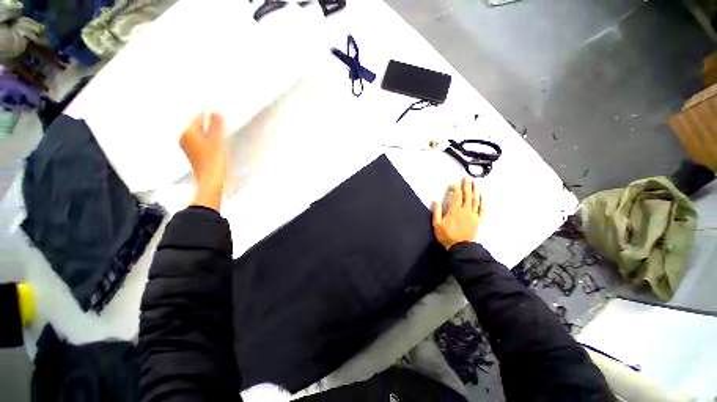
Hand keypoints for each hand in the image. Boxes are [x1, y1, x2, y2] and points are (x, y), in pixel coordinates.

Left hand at [180, 112, 227, 210]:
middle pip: (199, 126)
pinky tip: (217, 147)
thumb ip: (217, 125)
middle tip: (223, 130)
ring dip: (211, 134)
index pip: (199, 116)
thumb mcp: (218, 140)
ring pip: (200, 134)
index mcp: (187, 132)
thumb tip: (216, 111)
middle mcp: (184, 137)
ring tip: (222, 139)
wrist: (211, 181)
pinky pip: (201, 142)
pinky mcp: (193, 154)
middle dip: (210, 126)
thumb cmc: (214, 160)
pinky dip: (209, 142)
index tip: (222, 121)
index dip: (211, 117)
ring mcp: (187, 147)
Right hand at [432, 177, 482, 249]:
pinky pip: (481, 209)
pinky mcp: (478, 220)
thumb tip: (436, 200)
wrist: (460, 247)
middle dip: (467, 186)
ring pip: (475, 200)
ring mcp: (473, 215)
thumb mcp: (437, 224)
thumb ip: (436, 211)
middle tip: (467, 178)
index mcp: (455, 210)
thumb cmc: (446, 235)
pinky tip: (482, 197)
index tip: (453, 183)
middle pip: (467, 195)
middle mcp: (466, 210)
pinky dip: (482, 202)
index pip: (456, 196)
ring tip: (476, 183)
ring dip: (475, 191)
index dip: (455, 188)